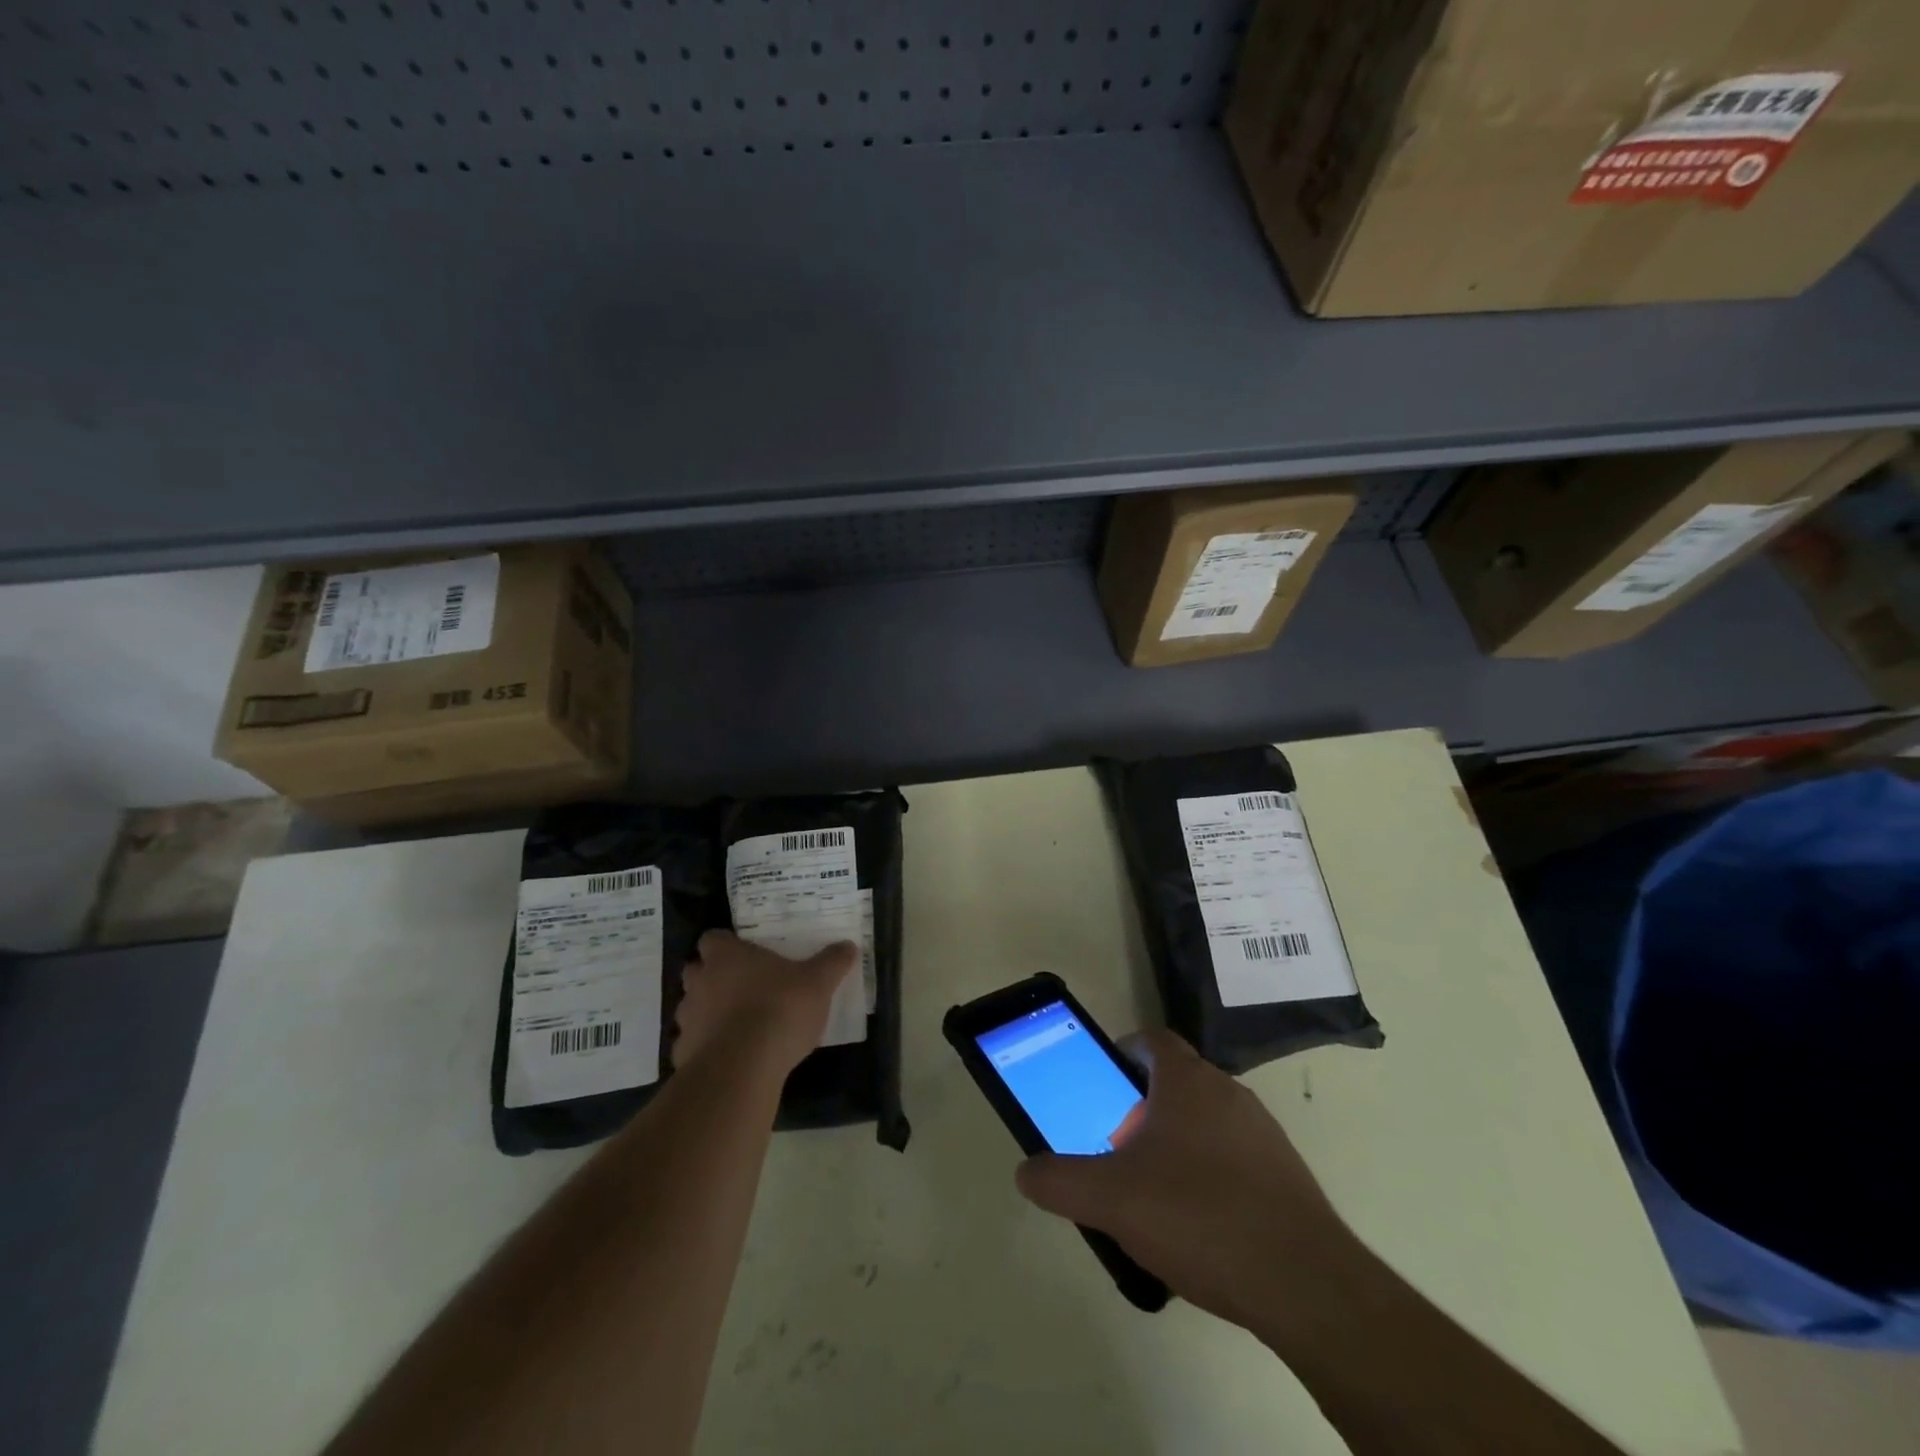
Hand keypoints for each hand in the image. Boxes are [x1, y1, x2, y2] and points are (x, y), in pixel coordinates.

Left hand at [672, 930, 855, 1077]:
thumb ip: (832, 962)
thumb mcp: (818, 982)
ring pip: (691, 1008)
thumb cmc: (779, 1009)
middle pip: (696, 971)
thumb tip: (848, 946)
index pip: (712, 939)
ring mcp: (688, 1019)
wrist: (743, 1067)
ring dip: (707, 1012)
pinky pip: (692, 1044)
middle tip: (741, 986)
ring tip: (736, 1024)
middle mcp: (700, 982)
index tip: (743, 954)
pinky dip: (706, 1047)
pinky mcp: (684, 1054)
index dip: (725, 945)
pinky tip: (729, 1056)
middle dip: (711, 977)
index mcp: (727, 956)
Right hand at [1014, 1029, 1355, 1335]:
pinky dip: (1211, 1173)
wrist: (1303, 1283)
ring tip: (1153, 1190)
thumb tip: (1026, 1172)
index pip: (1153, 1040)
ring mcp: (1263, 1133)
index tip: (1104, 1081)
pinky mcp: (1285, 1174)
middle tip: (1117, 1143)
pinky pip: (1235, 1156)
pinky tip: (1198, 1224)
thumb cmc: (1198, 1215)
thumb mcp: (1111, 1199)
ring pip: (1207, 1119)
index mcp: (1187, 1081)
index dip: (1124, 1051)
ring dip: (1178, 1140)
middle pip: (1177, 1080)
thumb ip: (1060, 1181)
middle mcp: (1228, 1092)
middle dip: (1143, 1103)